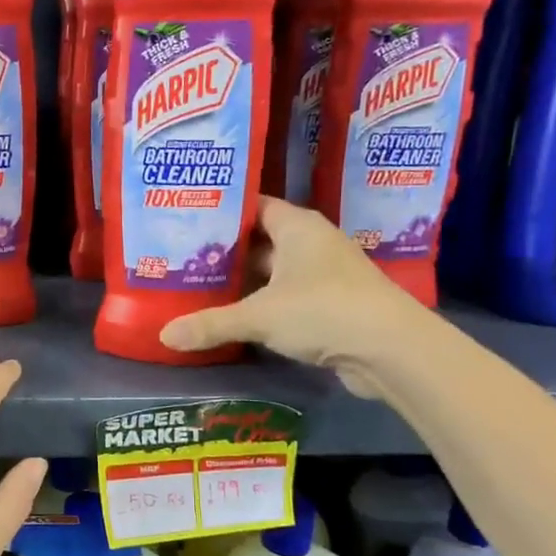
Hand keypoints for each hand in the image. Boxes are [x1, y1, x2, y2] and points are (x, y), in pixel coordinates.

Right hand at [159, 197, 424, 396]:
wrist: (391, 350)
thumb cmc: (323, 310)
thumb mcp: (259, 316)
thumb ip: (210, 323)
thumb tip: (164, 335)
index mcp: (297, 226)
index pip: (254, 205)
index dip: (222, 210)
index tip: (186, 218)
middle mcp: (311, 243)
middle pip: (260, 239)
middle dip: (225, 249)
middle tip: (181, 256)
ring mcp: (323, 274)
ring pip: (272, 271)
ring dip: (243, 280)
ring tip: (198, 285)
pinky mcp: (329, 304)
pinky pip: (285, 296)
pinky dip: (261, 303)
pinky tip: (233, 315)